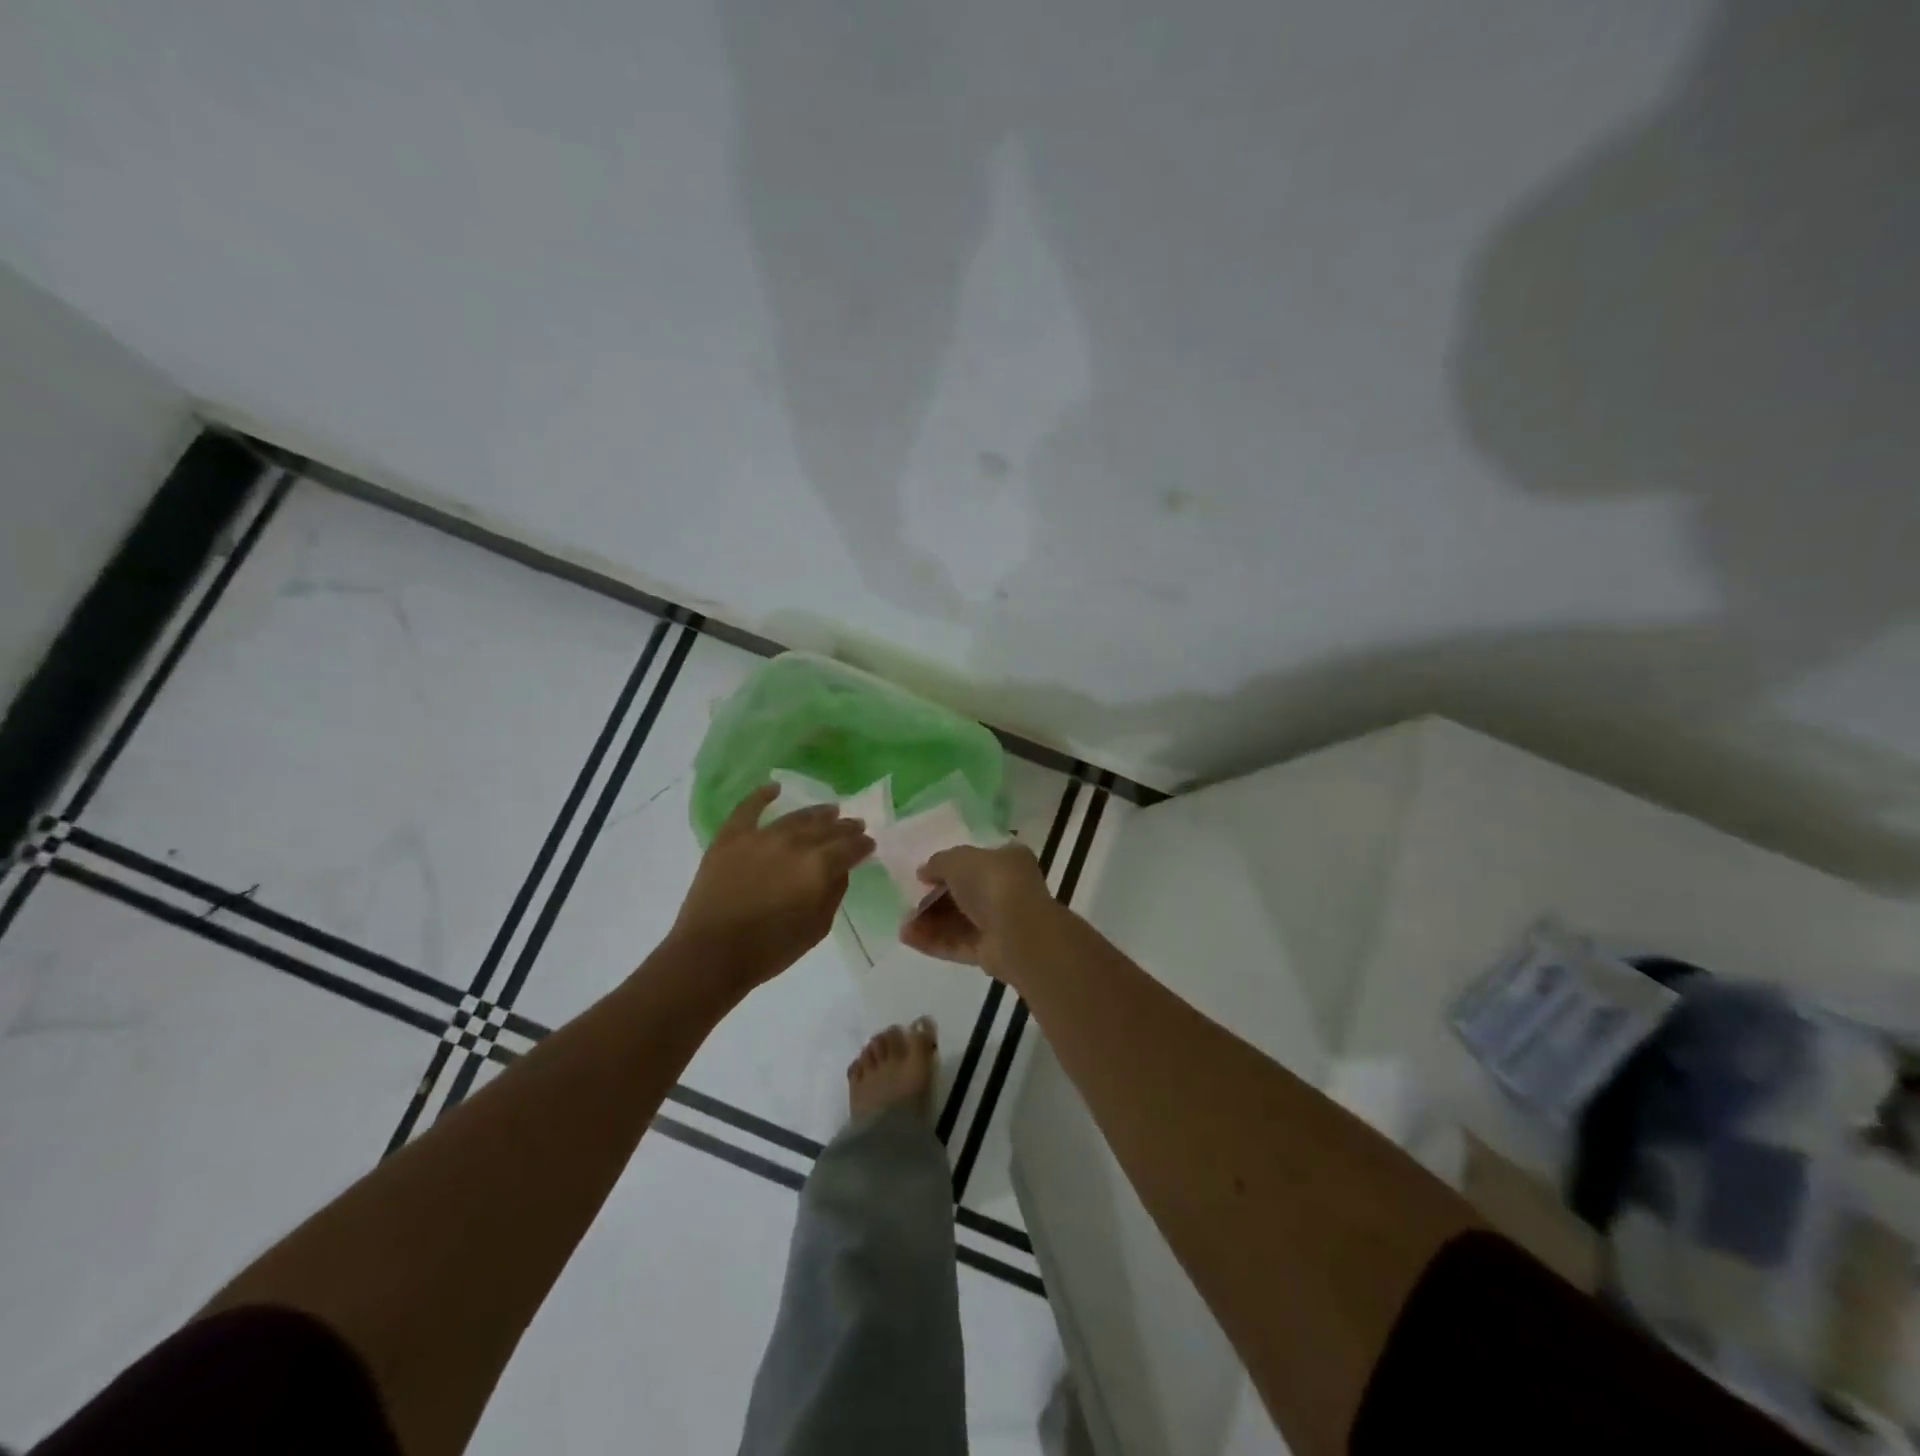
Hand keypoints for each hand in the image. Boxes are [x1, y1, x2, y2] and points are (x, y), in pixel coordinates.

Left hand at [671, 785, 873, 990]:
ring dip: (816, 813)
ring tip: (830, 810)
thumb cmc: (770, 949)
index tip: (869, 844)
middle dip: (844, 827)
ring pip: (795, 818)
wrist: (711, 954)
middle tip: (855, 824)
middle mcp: (793, 843)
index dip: (862, 845)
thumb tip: (840, 870)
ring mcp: (760, 837)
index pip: (849, 847)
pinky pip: (748, 809)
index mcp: (818, 866)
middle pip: (826, 828)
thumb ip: (833, 894)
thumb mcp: (817, 928)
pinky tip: (774, 788)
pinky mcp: (730, 838)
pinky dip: (761, 796)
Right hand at [900, 842, 1055, 973]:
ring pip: (958, 921)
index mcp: (1007, 860)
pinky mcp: (990, 952)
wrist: (1019, 933)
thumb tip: (924, 872)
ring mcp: (1000, 923)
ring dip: (929, 921)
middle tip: (907, 901)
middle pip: (963, 893)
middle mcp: (1006, 890)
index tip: (922, 874)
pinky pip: (958, 944)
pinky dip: (933, 941)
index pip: (975, 861)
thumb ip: (938, 862)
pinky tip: (907, 938)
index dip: (947, 867)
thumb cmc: (993, 883)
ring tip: (902, 924)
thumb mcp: (959, 859)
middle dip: (933, 898)